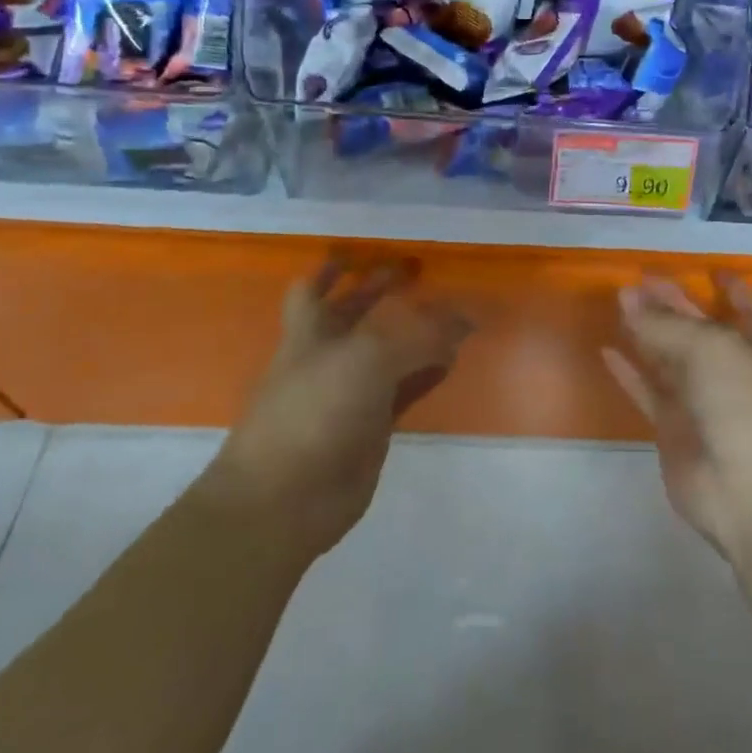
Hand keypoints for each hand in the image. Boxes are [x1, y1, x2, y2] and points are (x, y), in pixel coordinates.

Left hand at [207, 256, 469, 567]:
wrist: (287, 498)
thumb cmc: (315, 410)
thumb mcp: (369, 359)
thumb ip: (420, 335)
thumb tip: (465, 320)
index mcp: (308, 332)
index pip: (312, 290)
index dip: (331, 271)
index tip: (358, 254)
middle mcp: (325, 358)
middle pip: (352, 316)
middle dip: (379, 294)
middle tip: (417, 274)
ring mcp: (347, 394)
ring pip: (383, 353)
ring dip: (410, 334)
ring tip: (446, 315)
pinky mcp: (370, 427)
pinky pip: (404, 390)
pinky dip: (426, 374)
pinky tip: (451, 362)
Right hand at [603, 273, 751, 566]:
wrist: (751, 493)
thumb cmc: (746, 406)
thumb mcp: (712, 350)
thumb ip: (667, 324)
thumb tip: (629, 298)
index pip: (747, 312)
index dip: (733, 291)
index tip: (711, 270)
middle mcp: (728, 371)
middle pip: (697, 329)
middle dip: (673, 303)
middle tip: (638, 280)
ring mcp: (699, 402)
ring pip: (668, 357)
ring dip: (646, 330)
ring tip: (619, 302)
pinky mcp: (672, 430)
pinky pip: (647, 392)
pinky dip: (628, 373)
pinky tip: (607, 351)